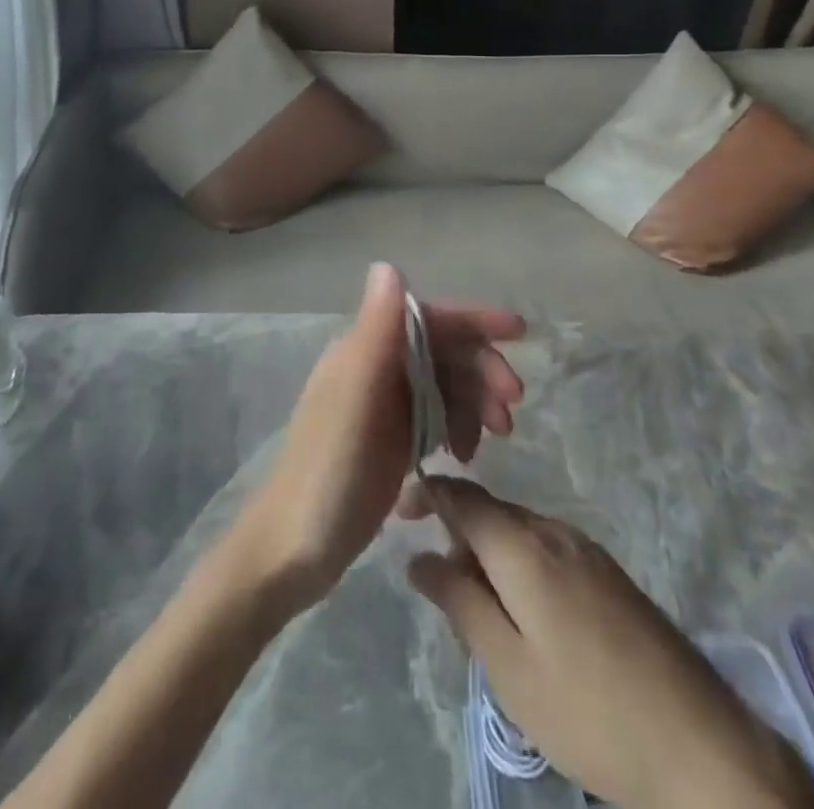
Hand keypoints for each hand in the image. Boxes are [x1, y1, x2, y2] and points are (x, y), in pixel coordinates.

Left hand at [232, 263, 524, 611]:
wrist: (293, 549)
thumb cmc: (327, 470)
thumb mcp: (354, 396)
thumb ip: (375, 330)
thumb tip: (389, 264)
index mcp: (364, 349)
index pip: (428, 317)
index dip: (473, 320)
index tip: (520, 332)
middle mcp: (374, 368)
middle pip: (442, 350)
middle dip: (482, 369)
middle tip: (511, 409)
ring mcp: (383, 406)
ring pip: (444, 384)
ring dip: (475, 401)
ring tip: (497, 438)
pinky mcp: (390, 441)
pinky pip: (436, 417)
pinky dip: (458, 427)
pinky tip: (465, 455)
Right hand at [403, 480, 813, 808]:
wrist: (704, 747)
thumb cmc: (590, 713)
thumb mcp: (509, 669)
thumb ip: (460, 603)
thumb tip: (418, 556)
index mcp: (524, 546)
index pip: (463, 496)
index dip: (427, 494)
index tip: (398, 513)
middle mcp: (554, 531)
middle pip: (491, 512)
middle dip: (457, 536)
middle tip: (442, 597)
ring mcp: (587, 549)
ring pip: (519, 532)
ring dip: (489, 556)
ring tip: (482, 617)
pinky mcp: (609, 572)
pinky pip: (546, 548)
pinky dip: (520, 567)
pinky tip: (527, 619)